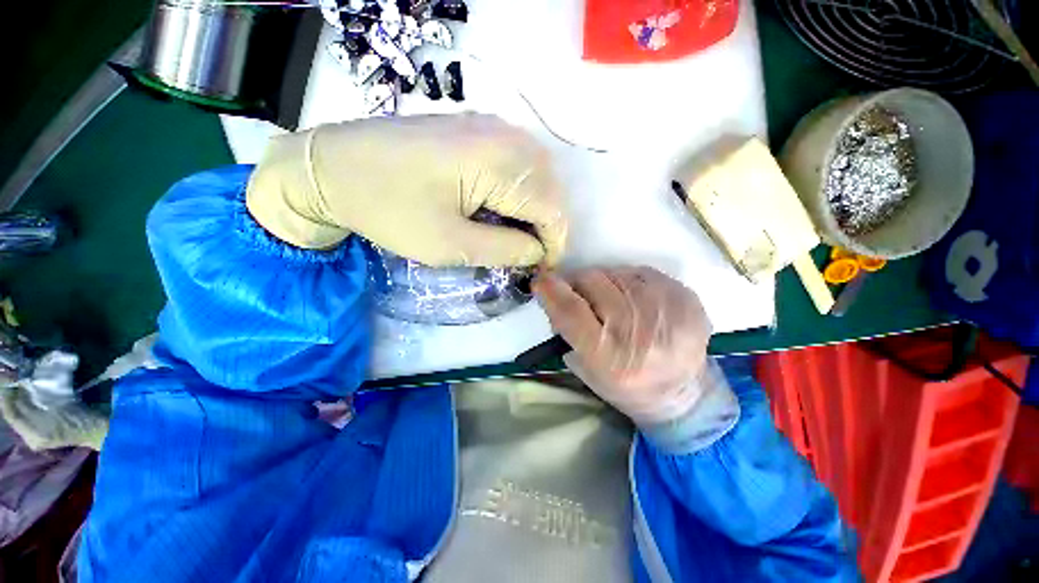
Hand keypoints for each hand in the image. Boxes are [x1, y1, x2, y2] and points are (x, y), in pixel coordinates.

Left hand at [246, 114, 566, 266]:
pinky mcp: (476, 128)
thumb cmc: (389, 210)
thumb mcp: (451, 245)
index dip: (554, 243)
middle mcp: (503, 135)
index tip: (542, 269)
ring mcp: (490, 126)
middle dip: (547, 226)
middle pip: (549, 188)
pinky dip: (520, 190)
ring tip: (518, 235)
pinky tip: (503, 207)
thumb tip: (538, 252)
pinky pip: (518, 161)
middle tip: (529, 254)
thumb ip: (505, 249)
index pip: (551, 208)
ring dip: (536, 208)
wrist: (333, 167)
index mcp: (497, 162)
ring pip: (538, 174)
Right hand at [533, 267, 718, 428]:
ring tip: (610, 300)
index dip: (550, 289)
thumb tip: (555, 295)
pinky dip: (628, 281)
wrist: (682, 391)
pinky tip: (634, 300)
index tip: (540, 280)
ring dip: (603, 282)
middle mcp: (635, 328)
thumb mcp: (586, 368)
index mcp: (608, 354)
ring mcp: (663, 308)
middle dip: (576, 283)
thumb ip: (566, 330)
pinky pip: (640, 272)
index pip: (569, 308)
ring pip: (614, 272)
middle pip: (591, 281)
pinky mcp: (683, 296)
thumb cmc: (625, 385)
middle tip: (579, 294)